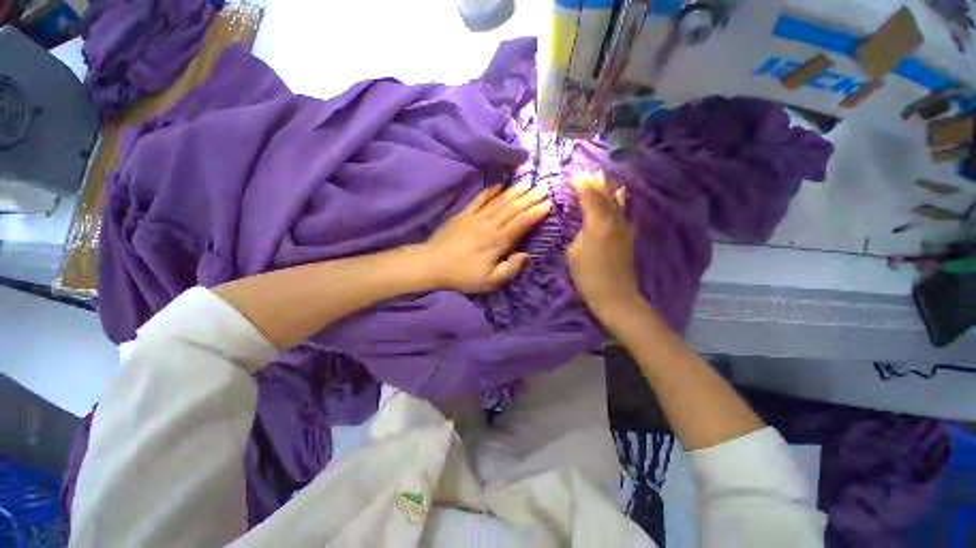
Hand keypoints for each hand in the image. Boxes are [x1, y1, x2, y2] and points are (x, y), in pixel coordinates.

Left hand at [420, 182, 551, 292]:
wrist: (432, 264)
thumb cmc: (462, 275)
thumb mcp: (489, 282)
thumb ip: (510, 269)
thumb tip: (526, 255)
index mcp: (497, 242)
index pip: (521, 223)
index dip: (535, 213)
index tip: (548, 204)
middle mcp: (489, 225)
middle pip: (513, 209)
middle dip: (530, 198)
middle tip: (544, 188)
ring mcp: (475, 217)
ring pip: (499, 201)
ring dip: (515, 192)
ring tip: (528, 183)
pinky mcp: (463, 214)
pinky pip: (479, 199)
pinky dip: (490, 191)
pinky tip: (499, 185)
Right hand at [567, 171, 640, 318]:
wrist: (615, 296)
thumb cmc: (588, 277)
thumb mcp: (574, 254)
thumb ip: (579, 233)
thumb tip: (585, 225)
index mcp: (597, 224)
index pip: (589, 197)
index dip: (581, 186)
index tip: (572, 177)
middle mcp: (613, 221)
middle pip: (604, 196)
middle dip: (594, 183)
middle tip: (586, 172)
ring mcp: (623, 228)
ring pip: (616, 201)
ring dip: (607, 188)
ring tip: (601, 177)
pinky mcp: (628, 236)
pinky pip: (623, 211)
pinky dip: (620, 200)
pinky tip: (621, 194)